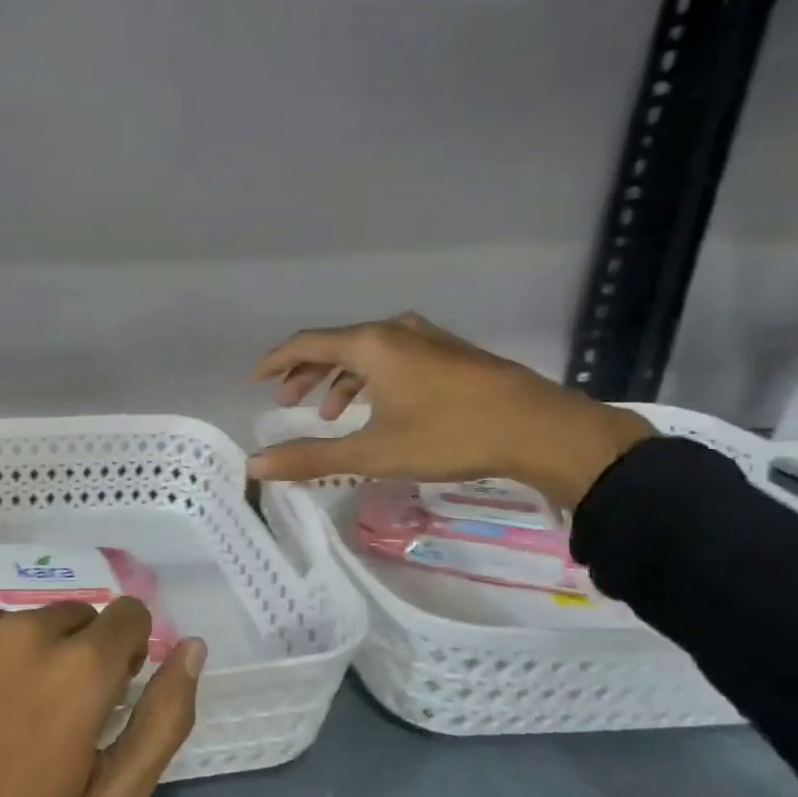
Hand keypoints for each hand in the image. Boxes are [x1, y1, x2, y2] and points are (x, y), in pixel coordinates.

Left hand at [0, 601, 204, 796]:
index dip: (123, 654)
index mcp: (78, 667)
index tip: (104, 696)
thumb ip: (163, 719)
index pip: (126, 615)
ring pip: (8, 624)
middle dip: (69, 657)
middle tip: (39, 725)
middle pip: (67, 617)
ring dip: (10, 659)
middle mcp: (19, 630)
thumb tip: (191, 646)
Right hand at [248, 312, 654, 507]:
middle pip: (337, 345)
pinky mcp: (453, 354)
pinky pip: (395, 358)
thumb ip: (312, 457)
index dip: (277, 361)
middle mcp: (397, 331)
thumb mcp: (374, 452)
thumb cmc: (450, 435)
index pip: (308, 343)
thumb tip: (255, 466)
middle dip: (307, 373)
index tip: (255, 380)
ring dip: (341, 379)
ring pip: (368, 352)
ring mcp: (429, 339)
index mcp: (372, 344)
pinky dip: (373, 379)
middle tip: (288, 401)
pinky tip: (380, 408)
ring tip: (331, 414)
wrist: (542, 430)